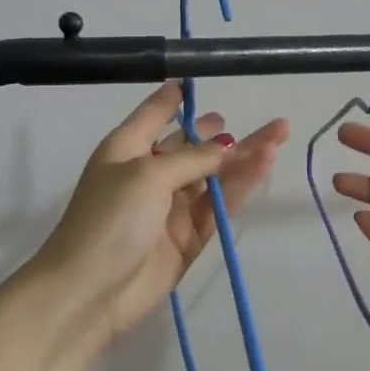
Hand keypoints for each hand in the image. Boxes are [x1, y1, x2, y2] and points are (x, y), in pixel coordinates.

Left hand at [30, 83, 288, 343]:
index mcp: (126, 149)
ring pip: (213, 175)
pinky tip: (264, 163)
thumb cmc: (109, 219)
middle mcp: (148, 174)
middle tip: (262, 120)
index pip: (154, 113)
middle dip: (222, 132)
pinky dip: (241, 185)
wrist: (89, 292)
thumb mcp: (148, 175)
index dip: (175, 97)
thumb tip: (229, 147)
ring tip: (280, 132)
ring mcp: (169, 207)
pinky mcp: (187, 237)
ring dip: (244, 156)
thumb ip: (193, 158)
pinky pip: (218, 204)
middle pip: (191, 146)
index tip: (198, 78)